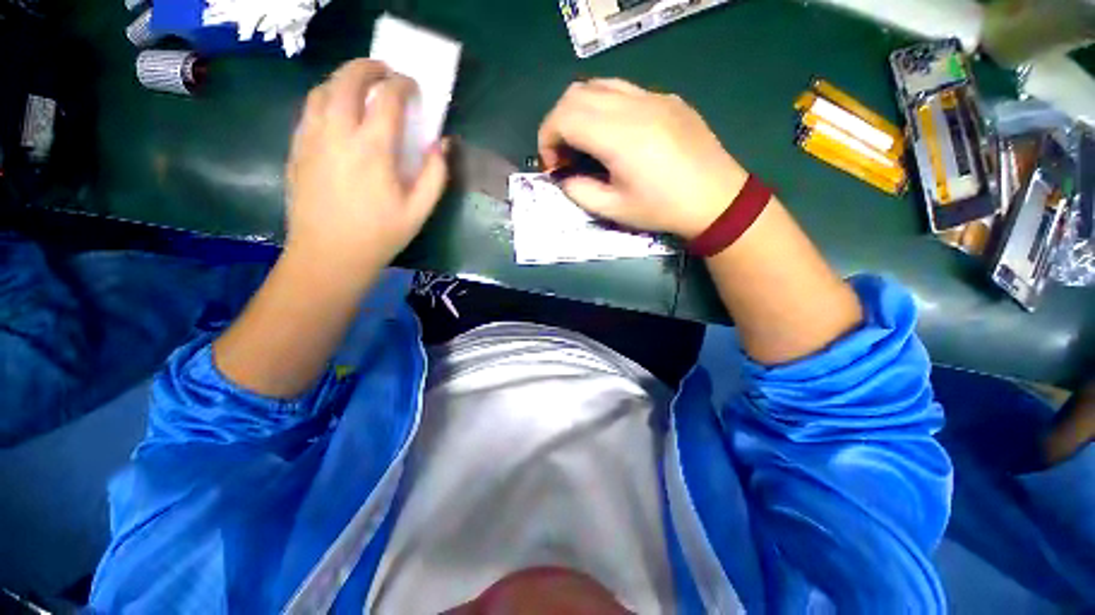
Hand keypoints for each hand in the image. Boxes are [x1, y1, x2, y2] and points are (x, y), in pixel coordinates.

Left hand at [285, 59, 448, 274]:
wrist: (329, 255)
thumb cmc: (380, 235)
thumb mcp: (419, 210)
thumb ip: (435, 175)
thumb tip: (442, 144)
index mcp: (373, 149)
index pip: (388, 99)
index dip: (403, 85)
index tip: (413, 86)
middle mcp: (338, 133)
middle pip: (347, 79)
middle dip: (368, 67)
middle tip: (385, 73)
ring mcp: (312, 138)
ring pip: (323, 89)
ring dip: (344, 79)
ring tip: (360, 88)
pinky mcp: (297, 148)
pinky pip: (309, 110)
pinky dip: (326, 99)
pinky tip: (338, 113)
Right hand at [538, 79, 747, 239]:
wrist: (716, 198)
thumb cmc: (662, 209)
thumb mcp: (614, 210)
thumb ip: (580, 191)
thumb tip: (563, 177)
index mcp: (618, 136)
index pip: (564, 117)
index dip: (547, 139)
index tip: (552, 165)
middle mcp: (633, 105)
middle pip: (575, 94)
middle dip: (558, 123)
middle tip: (564, 155)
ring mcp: (653, 96)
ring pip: (598, 84)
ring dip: (579, 110)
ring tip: (584, 142)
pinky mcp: (667, 98)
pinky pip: (624, 89)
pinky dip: (604, 106)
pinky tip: (613, 133)